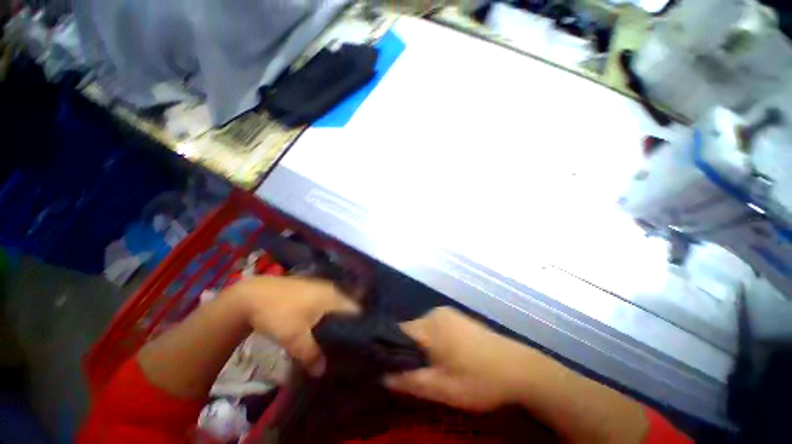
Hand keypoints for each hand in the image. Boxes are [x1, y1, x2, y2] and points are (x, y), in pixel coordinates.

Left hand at [228, 277, 358, 376]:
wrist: (252, 296)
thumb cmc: (279, 314)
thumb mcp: (294, 338)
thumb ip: (311, 354)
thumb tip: (322, 372)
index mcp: (332, 296)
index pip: (355, 307)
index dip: (362, 320)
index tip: (365, 335)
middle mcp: (329, 288)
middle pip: (347, 302)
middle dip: (351, 318)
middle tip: (354, 335)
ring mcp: (318, 285)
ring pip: (336, 299)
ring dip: (339, 312)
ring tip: (342, 329)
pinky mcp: (308, 286)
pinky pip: (325, 297)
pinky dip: (328, 307)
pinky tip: (324, 318)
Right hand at [385, 307, 540, 411]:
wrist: (519, 369)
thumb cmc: (480, 380)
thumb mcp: (443, 388)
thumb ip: (410, 381)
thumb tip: (383, 376)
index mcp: (430, 326)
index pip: (398, 333)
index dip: (391, 351)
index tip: (392, 369)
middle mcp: (435, 314)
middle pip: (410, 331)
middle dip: (409, 352)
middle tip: (418, 375)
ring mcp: (448, 314)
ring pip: (423, 330)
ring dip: (423, 348)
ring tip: (434, 369)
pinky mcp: (458, 317)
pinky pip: (435, 327)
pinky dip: (434, 342)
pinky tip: (447, 357)